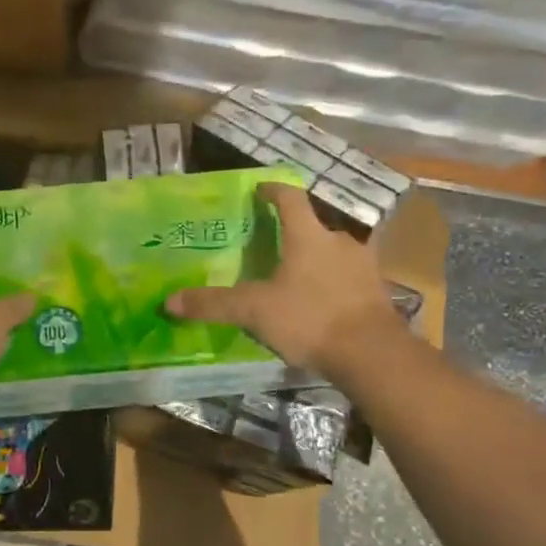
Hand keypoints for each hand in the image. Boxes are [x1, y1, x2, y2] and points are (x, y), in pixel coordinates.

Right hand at [165, 183, 407, 374]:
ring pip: (333, 252)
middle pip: (314, 226)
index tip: (260, 189)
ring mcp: (363, 267)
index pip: (290, 198)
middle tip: (271, 243)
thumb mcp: (254, 311)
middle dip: (293, 231)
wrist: (373, 355)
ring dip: (315, 258)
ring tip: (294, 275)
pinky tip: (319, 302)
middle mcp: (339, 242)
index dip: (273, 190)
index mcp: (308, 236)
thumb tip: (169, 301)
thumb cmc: (311, 318)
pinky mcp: (376, 292)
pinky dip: (332, 283)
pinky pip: (348, 278)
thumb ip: (214, 304)